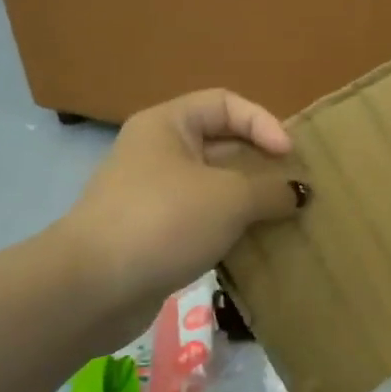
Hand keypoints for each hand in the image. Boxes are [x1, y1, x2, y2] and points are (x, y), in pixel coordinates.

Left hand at [61, 90, 306, 325]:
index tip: (287, 155)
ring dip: (249, 201)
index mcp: (168, 125)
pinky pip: (202, 219)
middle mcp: (158, 152)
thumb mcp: (229, 198)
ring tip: (283, 218)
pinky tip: (255, 246)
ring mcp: (153, 195)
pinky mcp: (154, 234)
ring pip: (213, 186)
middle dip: (260, 164)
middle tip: (295, 189)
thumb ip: (271, 190)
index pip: (225, 103)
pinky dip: (229, 228)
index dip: (262, 122)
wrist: (92, 288)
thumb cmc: (164, 221)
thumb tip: (299, 194)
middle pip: (221, 144)